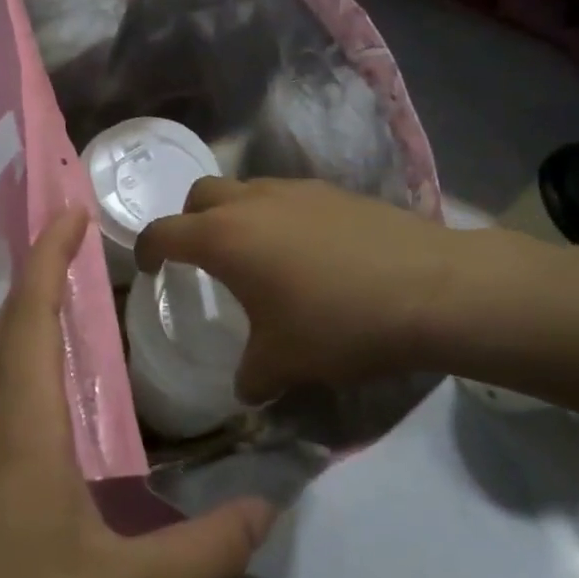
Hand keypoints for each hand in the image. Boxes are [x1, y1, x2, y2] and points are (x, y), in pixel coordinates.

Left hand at [0, 208, 276, 577]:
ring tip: (62, 315)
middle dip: (33, 282)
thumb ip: (203, 552)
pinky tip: (47, 413)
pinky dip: (14, 378)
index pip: (31, 321)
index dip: (49, 261)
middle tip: (74, 255)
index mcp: (22, 434)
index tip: (71, 214)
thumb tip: (268, 506)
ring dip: (19, 328)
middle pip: (1, 336)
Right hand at [135, 176, 467, 402]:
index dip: (146, 250)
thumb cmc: (338, 324)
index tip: (149, 269)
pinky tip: (306, 253)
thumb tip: (245, 388)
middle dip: (189, 220)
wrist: (432, 289)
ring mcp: (296, 190)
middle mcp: (252, 202)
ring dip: (236, 214)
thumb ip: (251, 376)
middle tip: (201, 256)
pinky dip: (278, 216)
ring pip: (246, 189)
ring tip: (256, 255)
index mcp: (223, 238)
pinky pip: (287, 197)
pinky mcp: (334, 191)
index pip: (163, 232)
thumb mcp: (284, 362)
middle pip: (200, 194)